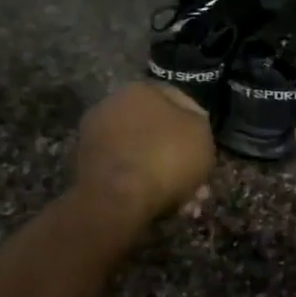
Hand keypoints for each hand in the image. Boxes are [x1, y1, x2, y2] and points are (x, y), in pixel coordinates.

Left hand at [75, 83, 215, 226]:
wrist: (118, 198)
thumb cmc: (166, 156)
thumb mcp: (201, 133)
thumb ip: (199, 122)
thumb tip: (190, 123)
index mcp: (139, 90)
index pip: (178, 99)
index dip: (198, 123)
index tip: (207, 146)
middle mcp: (113, 107)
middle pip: (158, 131)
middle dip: (181, 157)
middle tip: (198, 181)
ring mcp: (96, 139)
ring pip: (144, 156)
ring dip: (166, 177)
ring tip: (187, 202)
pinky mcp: (88, 169)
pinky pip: (128, 174)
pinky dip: (146, 188)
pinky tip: (165, 207)